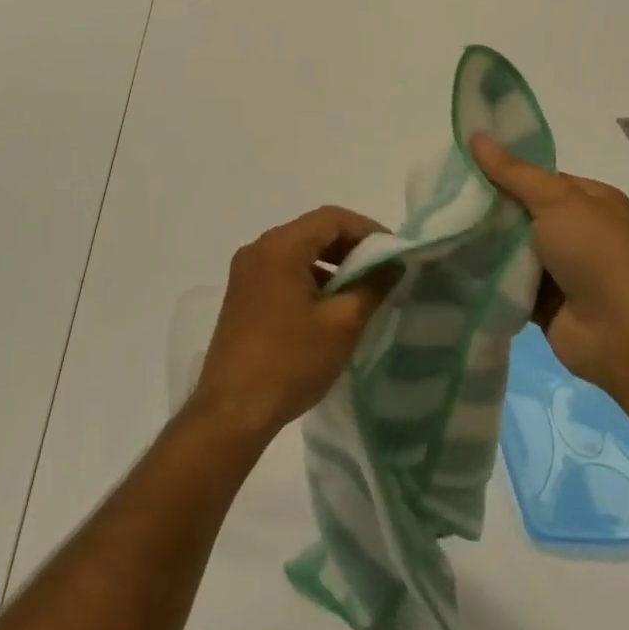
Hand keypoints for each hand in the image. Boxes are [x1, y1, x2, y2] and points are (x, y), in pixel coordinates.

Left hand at [186, 207, 396, 445]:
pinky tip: (330, 306)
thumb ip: (372, 286)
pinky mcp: (242, 294)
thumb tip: (393, 264)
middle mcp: (259, 248)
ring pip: (298, 251)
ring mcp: (246, 271)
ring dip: (331, 263)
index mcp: (280, 246)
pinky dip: (310, 277)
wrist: (233, 411)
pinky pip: (283, 270)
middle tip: (383, 270)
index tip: (395, 253)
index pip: (332, 218)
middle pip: (313, 231)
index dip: (368, 230)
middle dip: (351, 246)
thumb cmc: (290, 362)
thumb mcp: (342, 324)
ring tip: (362, 290)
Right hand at [470, 133, 628, 387]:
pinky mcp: (545, 303)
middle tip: (446, 201)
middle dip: (490, 209)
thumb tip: (475, 135)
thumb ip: (512, 172)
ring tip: (441, 230)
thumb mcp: (555, 200)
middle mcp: (578, 233)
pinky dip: (488, 276)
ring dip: (486, 244)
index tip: (464, 169)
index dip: (504, 172)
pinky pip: (509, 282)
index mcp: (590, 201)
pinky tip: (453, 264)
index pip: (540, 179)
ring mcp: (563, 270)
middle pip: (523, 213)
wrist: (625, 335)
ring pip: (513, 248)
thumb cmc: (597, 254)